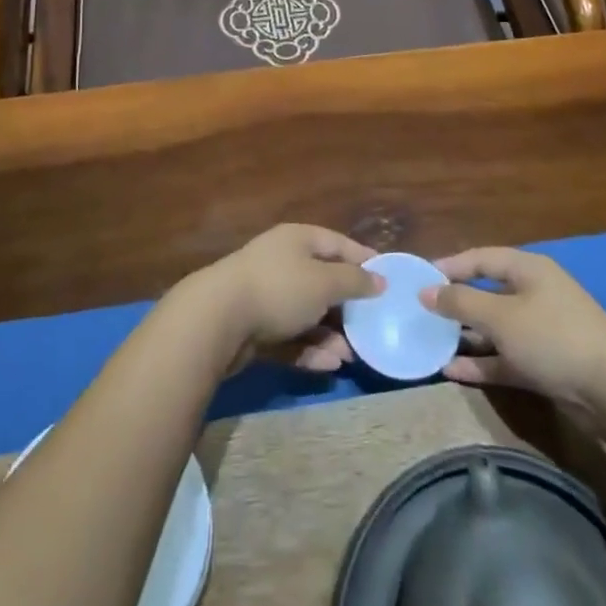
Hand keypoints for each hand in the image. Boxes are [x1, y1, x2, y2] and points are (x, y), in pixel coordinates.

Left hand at [184, 225, 380, 373]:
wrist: (218, 319)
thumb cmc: (279, 288)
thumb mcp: (325, 281)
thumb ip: (354, 281)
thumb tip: (379, 279)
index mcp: (298, 239)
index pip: (338, 244)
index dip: (363, 260)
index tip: (387, 279)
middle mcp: (283, 262)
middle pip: (323, 281)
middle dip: (347, 307)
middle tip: (371, 328)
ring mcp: (267, 294)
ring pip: (308, 313)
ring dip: (330, 334)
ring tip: (350, 357)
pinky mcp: (256, 326)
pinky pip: (290, 336)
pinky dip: (309, 349)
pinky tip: (328, 366)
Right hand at [422, 248, 605, 414]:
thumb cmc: (553, 337)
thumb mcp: (501, 316)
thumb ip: (461, 302)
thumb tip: (426, 290)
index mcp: (527, 270)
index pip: (481, 258)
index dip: (450, 266)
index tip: (420, 278)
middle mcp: (534, 295)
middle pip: (487, 293)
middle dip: (455, 304)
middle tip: (421, 312)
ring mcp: (541, 331)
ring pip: (495, 329)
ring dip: (466, 336)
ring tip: (431, 343)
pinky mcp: (546, 365)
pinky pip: (506, 358)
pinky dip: (483, 363)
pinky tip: (453, 372)